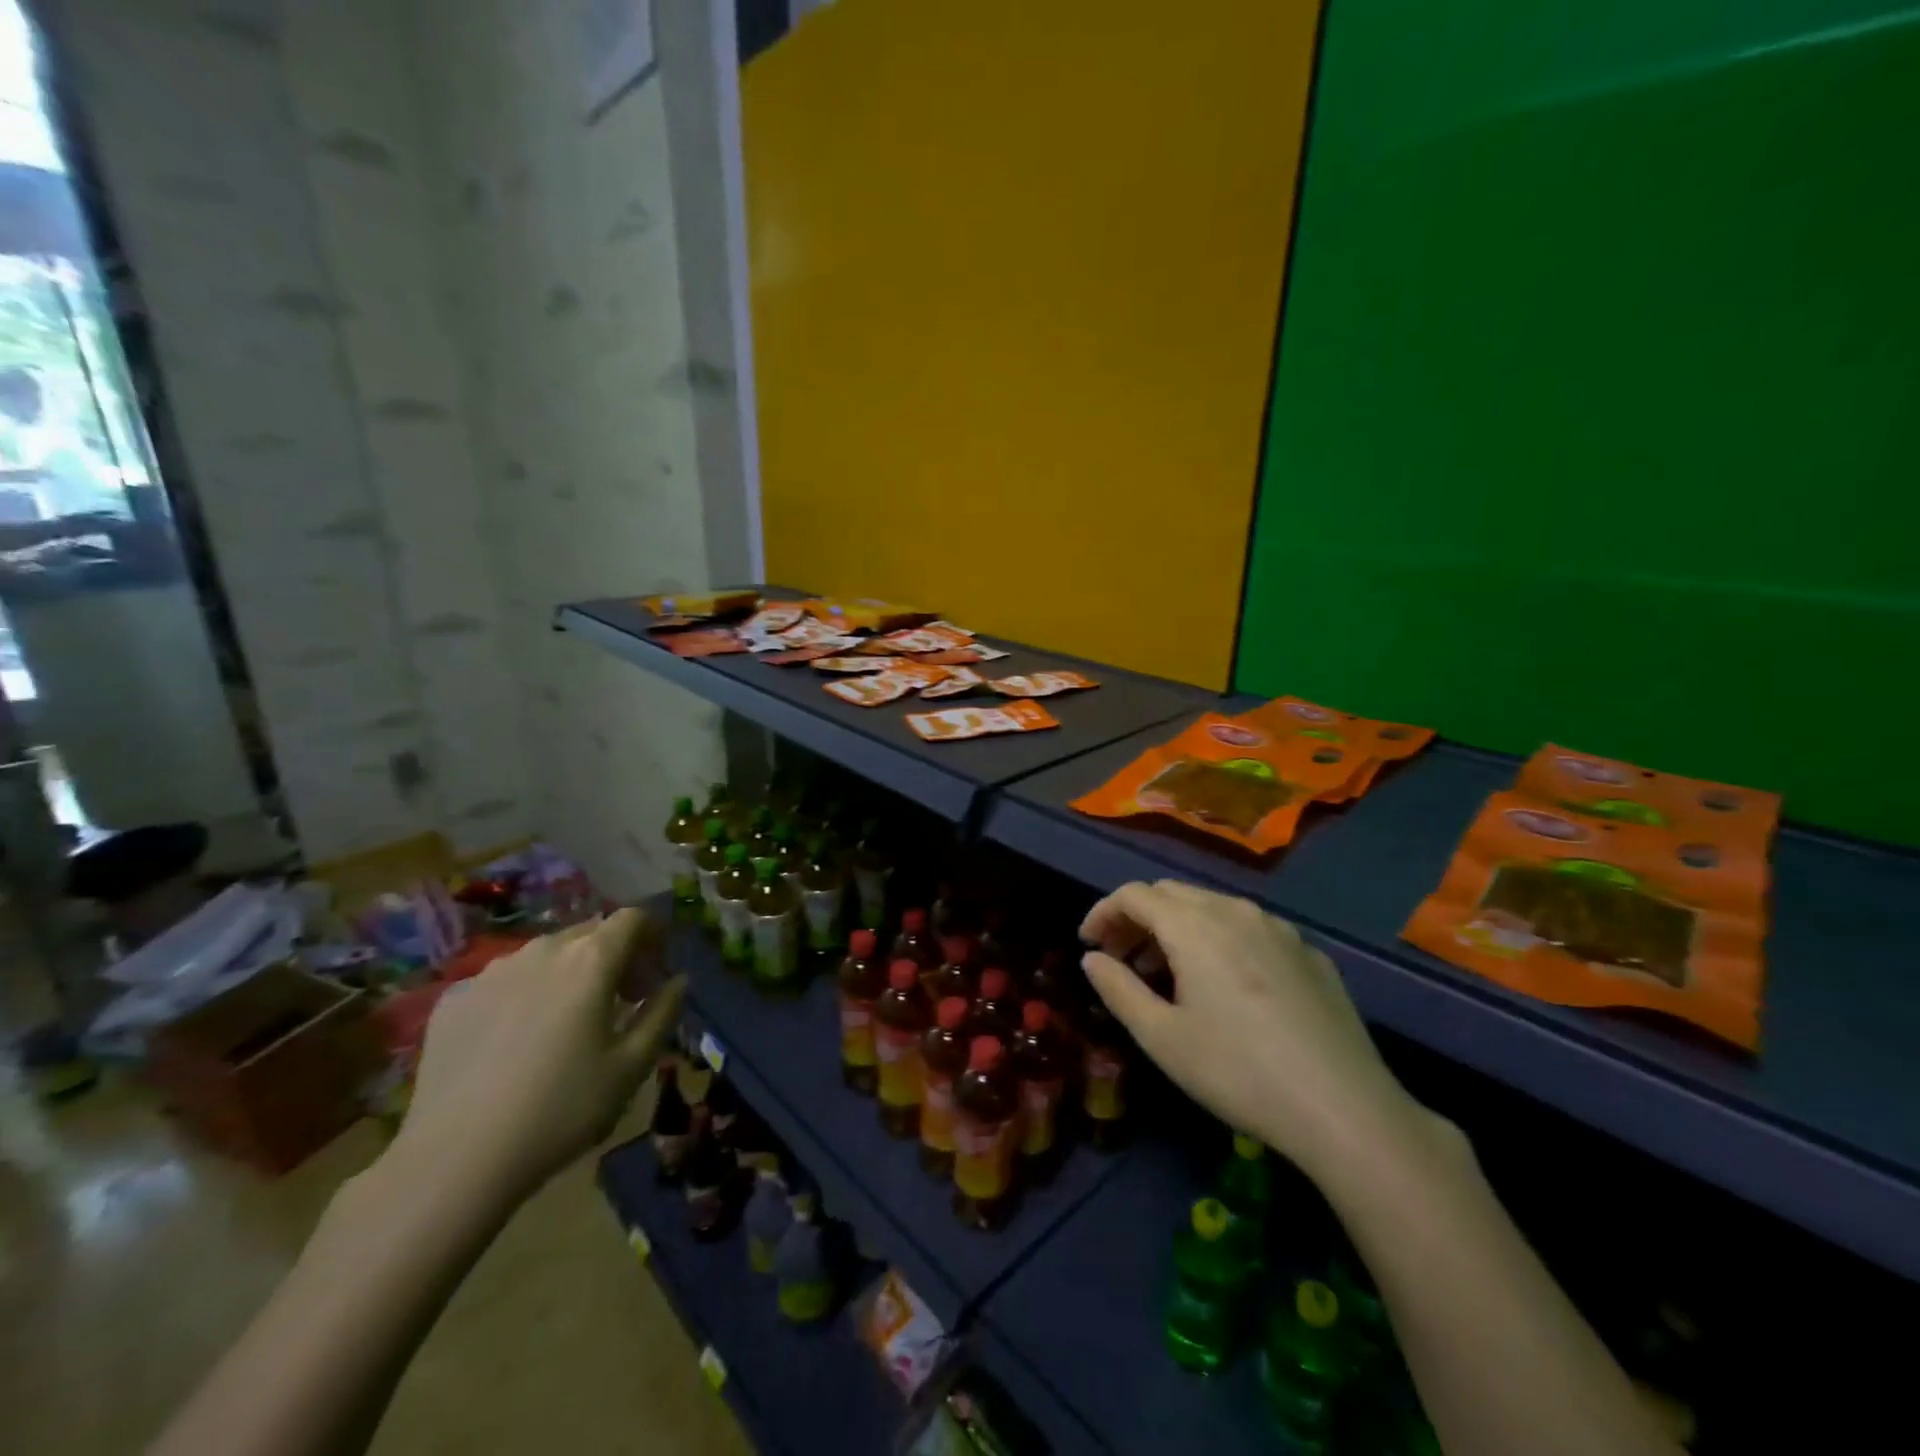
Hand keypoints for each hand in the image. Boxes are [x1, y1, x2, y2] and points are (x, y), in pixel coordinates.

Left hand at [390, 908, 684, 1207]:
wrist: (455, 1161)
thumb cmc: (561, 1110)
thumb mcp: (632, 1066)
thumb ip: (663, 1013)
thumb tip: (678, 980)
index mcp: (591, 960)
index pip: (632, 918)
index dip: (652, 934)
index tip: (657, 968)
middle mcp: (541, 951)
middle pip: (589, 932)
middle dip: (614, 954)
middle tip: (621, 999)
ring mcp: (490, 973)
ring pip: (544, 954)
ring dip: (568, 972)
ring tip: (567, 1020)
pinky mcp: (453, 1000)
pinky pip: (503, 980)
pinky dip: (524, 994)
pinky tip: (515, 1041)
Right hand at [1080, 881, 1423, 1182]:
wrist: (1345, 1109)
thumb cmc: (1238, 1072)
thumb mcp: (1162, 1038)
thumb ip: (1118, 989)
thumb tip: (1092, 959)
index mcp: (1195, 925)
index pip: (1134, 895)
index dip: (1103, 912)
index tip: (1088, 943)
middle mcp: (1235, 911)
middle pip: (1171, 895)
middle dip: (1137, 919)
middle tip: (1121, 959)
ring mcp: (1278, 929)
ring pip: (1211, 907)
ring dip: (1177, 928)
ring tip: (1166, 973)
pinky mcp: (1308, 953)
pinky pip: (1248, 928)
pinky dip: (1218, 940)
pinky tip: (1224, 986)